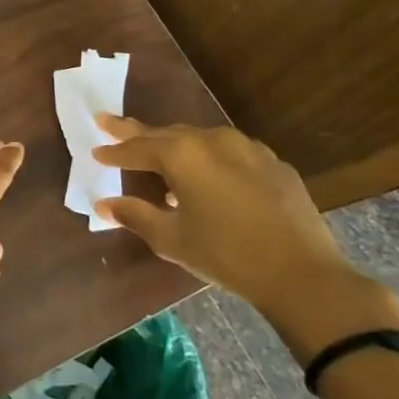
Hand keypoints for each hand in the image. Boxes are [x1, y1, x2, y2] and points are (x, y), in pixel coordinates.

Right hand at [91, 117, 398, 357]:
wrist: (303, 274)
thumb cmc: (226, 255)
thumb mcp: (172, 238)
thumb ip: (135, 215)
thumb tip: (104, 204)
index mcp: (182, 154)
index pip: (137, 147)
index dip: (114, 151)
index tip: (95, 150)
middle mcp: (213, 140)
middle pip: (166, 133)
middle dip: (137, 133)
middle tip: (110, 124)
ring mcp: (247, 148)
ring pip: (199, 139)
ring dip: (174, 145)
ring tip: (157, 153)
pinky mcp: (273, 164)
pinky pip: (229, 152)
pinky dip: (208, 158)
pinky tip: (207, 177)